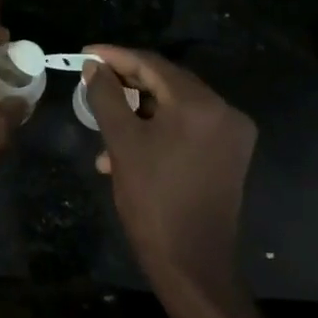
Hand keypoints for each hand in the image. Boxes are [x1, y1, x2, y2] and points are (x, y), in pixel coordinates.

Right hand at [83, 44, 257, 297]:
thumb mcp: (122, 143)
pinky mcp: (229, 155)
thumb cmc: (152, 199)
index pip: (152, 64)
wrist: (192, 264)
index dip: (115, 56)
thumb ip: (106, 96)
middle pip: (167, 82)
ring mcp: (231, 134)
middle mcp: (224, 111)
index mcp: (201, 105)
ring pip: (175, 105)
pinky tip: (128, 147)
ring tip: (104, 124)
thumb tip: (95, 67)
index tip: (85, 53)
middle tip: (93, 83)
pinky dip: (157, 128)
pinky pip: (188, 126)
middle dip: (127, 82)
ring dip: (138, 109)